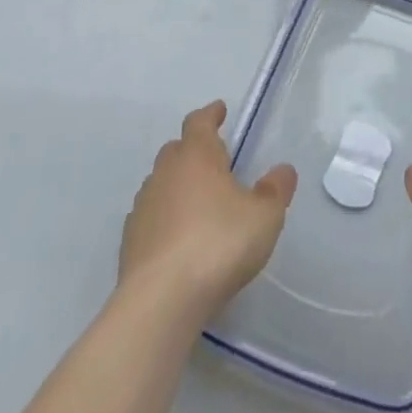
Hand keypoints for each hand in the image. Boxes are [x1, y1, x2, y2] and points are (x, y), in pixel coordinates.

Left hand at [119, 101, 297, 318]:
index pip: (199, 122)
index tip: (219, 110)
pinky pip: (150, 217)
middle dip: (193, 149)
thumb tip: (282, 170)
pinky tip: (178, 237)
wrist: (160, 302)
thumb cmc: (218, 244)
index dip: (211, 114)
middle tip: (213, 159)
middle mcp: (165, 174)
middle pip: (176, 150)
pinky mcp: (129, 243)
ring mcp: (143, 208)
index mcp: (197, 156)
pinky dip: (164, 218)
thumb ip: (275, 190)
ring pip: (160, 183)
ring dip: (177, 185)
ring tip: (198, 201)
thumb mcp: (264, 216)